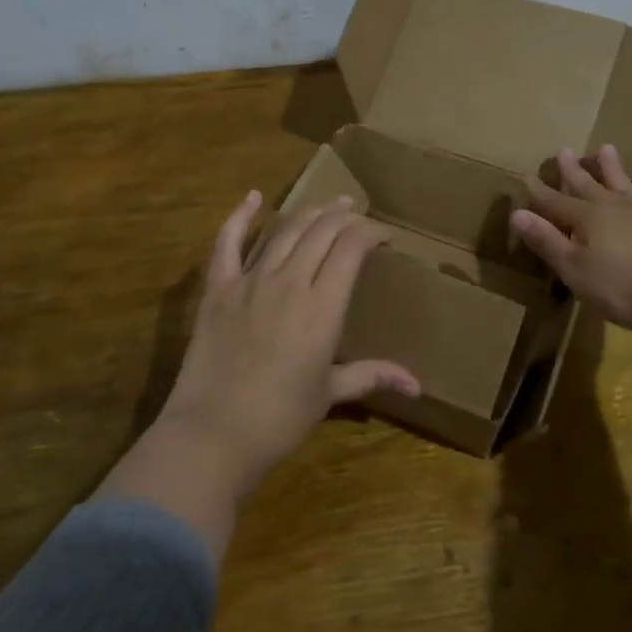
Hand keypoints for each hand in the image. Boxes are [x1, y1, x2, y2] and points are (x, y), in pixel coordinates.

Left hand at [157, 191, 420, 497]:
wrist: (214, 434)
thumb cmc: (279, 419)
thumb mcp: (330, 394)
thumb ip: (372, 376)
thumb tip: (417, 385)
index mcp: (322, 306)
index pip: (351, 247)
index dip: (371, 232)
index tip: (385, 237)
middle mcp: (289, 281)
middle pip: (321, 230)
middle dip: (344, 216)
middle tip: (357, 214)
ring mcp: (249, 281)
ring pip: (284, 230)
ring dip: (309, 212)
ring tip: (327, 205)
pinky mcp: (217, 288)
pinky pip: (226, 243)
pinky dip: (239, 216)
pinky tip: (253, 197)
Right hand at [510, 145, 631, 336]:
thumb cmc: (622, 288)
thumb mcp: (574, 269)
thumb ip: (547, 240)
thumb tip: (517, 212)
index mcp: (588, 219)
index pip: (556, 203)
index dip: (539, 194)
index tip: (525, 178)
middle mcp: (617, 209)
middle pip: (590, 187)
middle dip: (574, 171)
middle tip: (564, 150)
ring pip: (629, 187)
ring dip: (617, 169)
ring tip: (608, 148)